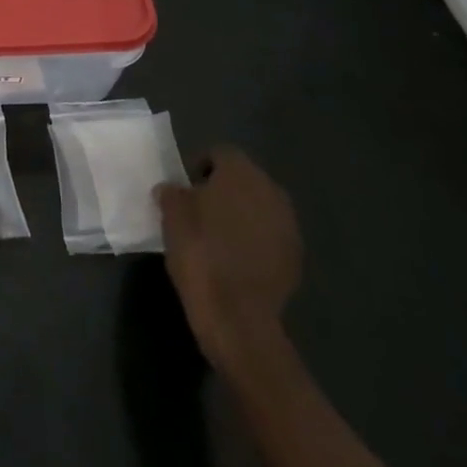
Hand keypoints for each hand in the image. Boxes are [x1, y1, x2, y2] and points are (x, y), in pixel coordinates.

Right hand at [157, 146, 302, 385]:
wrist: (236, 314)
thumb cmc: (199, 252)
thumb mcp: (171, 215)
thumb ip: (172, 193)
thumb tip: (173, 190)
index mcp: (241, 174)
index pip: (220, 153)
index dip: (200, 166)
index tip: (185, 188)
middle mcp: (271, 191)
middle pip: (244, 179)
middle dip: (223, 190)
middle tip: (199, 210)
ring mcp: (288, 225)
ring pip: (259, 207)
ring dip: (241, 215)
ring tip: (217, 236)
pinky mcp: (295, 256)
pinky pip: (270, 235)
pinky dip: (254, 240)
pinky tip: (235, 260)